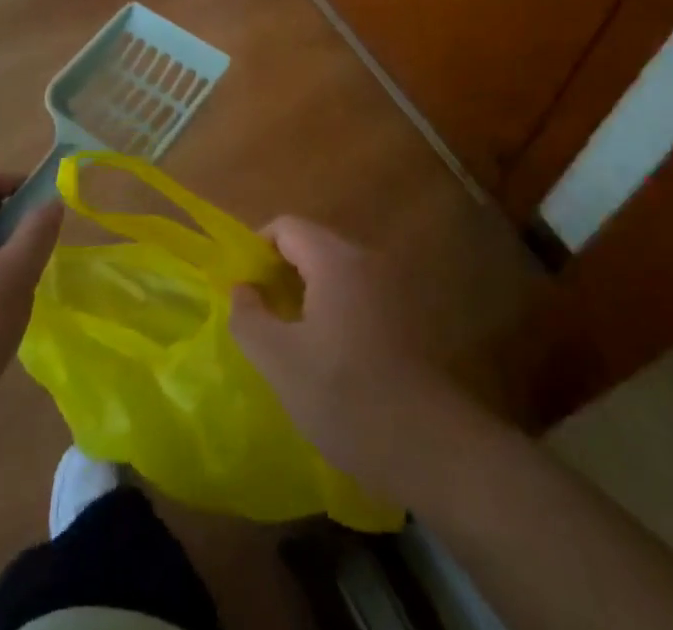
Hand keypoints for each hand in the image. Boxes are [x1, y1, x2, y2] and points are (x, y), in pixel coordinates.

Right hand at [229, 217, 464, 498]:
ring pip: (335, 272)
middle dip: (280, 272)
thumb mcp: (280, 362)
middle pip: (312, 245)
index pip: (286, 226)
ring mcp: (392, 286)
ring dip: (307, 293)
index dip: (256, 249)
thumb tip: (242, 289)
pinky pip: (357, 294)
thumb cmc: (346, 396)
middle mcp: (366, 259)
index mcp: (335, 259)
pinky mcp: (407, 315)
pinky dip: (334, 308)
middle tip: (260, 315)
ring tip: (289, 338)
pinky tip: (328, 355)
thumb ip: (249, 317)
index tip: (242, 288)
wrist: (430, 447)